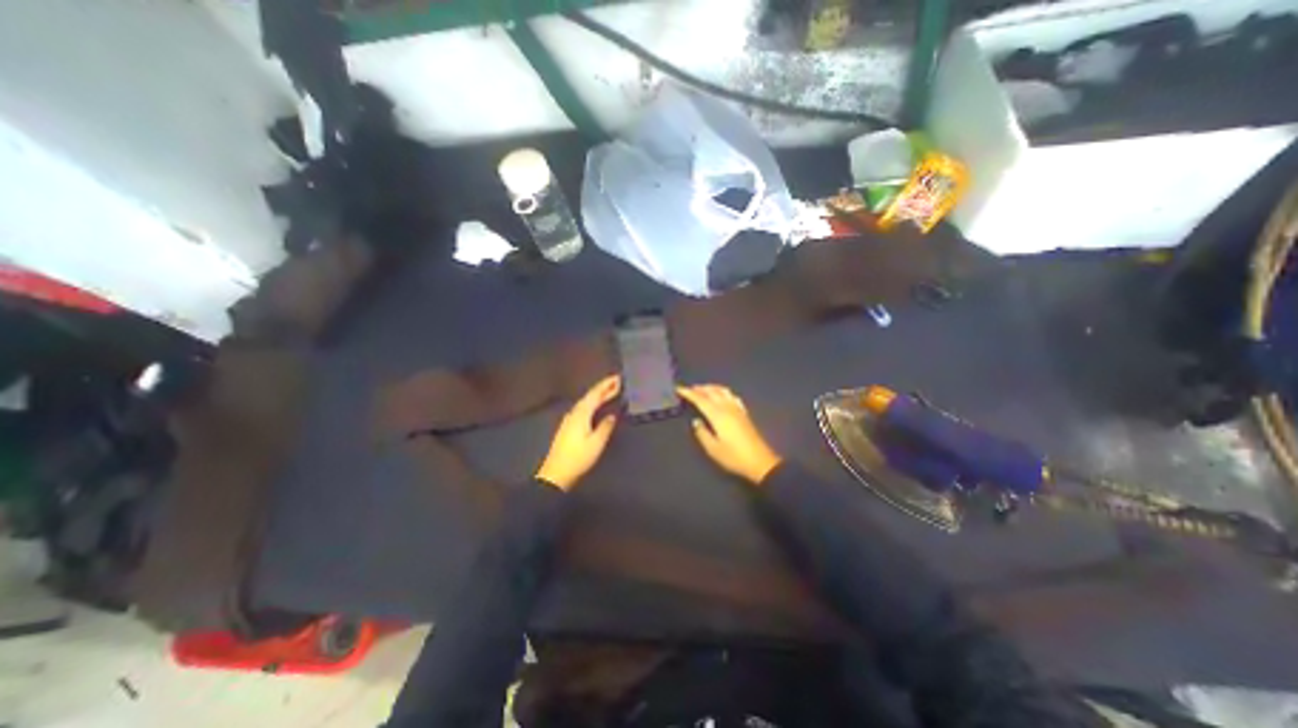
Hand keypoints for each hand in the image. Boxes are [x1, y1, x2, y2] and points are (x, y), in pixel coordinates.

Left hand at [536, 378, 620, 492]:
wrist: (556, 473)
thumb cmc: (578, 458)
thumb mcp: (596, 443)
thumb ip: (605, 427)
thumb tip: (612, 416)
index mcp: (582, 414)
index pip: (595, 394)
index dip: (607, 385)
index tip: (618, 378)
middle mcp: (574, 413)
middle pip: (590, 396)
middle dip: (603, 388)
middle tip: (617, 382)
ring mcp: (570, 419)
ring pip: (586, 402)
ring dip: (598, 395)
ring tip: (610, 391)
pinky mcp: (568, 427)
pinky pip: (583, 408)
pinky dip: (593, 403)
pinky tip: (596, 407)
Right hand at [679, 384, 779, 486]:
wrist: (760, 462)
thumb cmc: (733, 457)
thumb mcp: (713, 449)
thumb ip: (702, 433)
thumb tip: (696, 421)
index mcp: (717, 415)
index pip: (700, 399)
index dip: (689, 393)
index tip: (678, 389)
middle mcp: (727, 408)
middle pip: (711, 392)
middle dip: (699, 388)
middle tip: (688, 389)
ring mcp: (737, 409)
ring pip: (722, 391)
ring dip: (711, 388)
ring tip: (703, 389)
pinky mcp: (744, 413)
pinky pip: (732, 396)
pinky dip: (723, 392)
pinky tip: (722, 395)